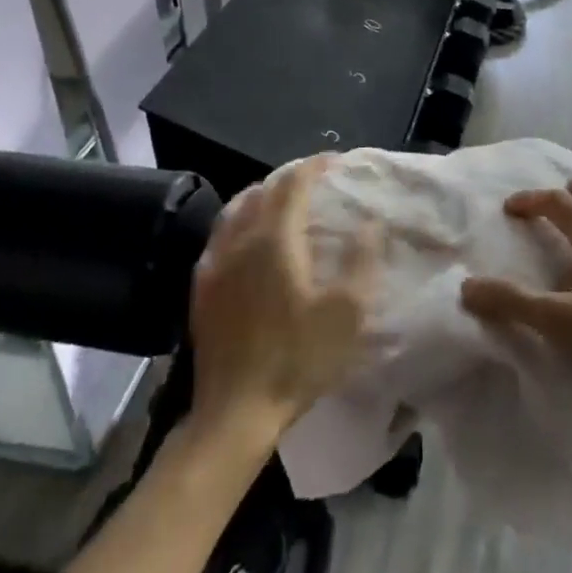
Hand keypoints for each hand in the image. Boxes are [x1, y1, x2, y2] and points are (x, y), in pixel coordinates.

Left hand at [189, 155, 378, 439]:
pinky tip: (248, 237)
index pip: (293, 184)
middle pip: (263, 190)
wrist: (235, 412)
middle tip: (315, 179)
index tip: (335, 161)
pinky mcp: (202, 287)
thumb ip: (361, 260)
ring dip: (263, 194)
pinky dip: (240, 219)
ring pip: (237, 208)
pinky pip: (220, 234)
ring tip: (283, 200)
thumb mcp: (346, 313)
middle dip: (291, 177)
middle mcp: (240, 240)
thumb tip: (370, 222)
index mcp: (275, 239)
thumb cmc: (297, 359)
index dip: (315, 166)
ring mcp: (215, 263)